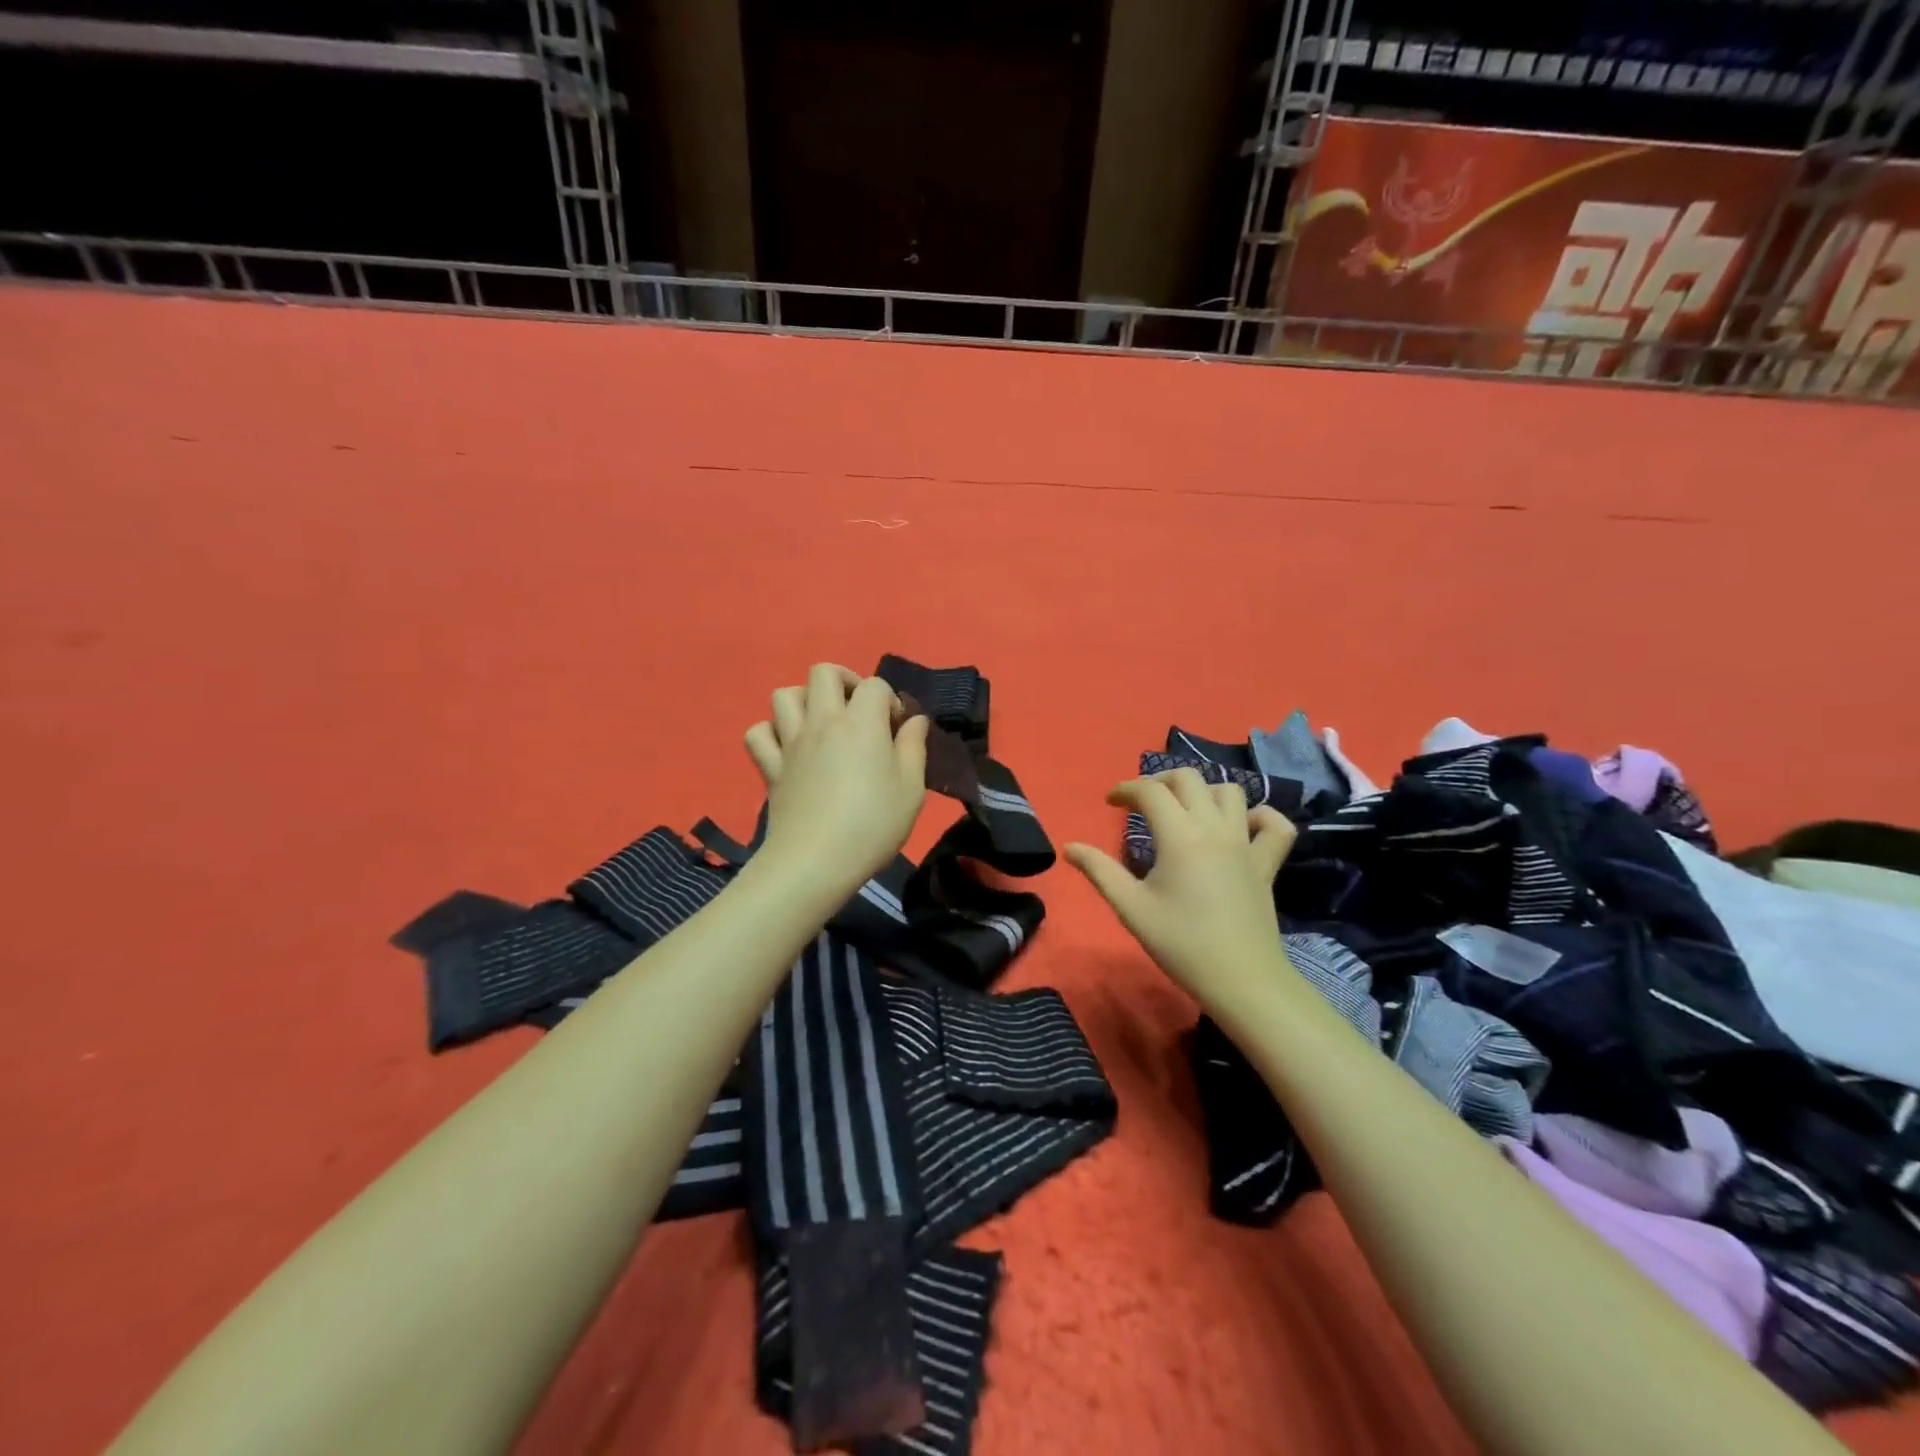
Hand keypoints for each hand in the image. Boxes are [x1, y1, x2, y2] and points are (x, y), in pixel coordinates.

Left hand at [743, 664, 930, 897]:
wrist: (815, 862)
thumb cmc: (872, 825)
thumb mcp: (912, 789)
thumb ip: (914, 748)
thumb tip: (914, 720)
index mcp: (861, 723)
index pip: (875, 685)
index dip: (890, 701)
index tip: (898, 731)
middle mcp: (822, 721)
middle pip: (823, 672)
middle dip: (845, 681)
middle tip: (859, 712)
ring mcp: (790, 742)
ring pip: (784, 695)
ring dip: (804, 700)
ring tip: (822, 724)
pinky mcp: (770, 767)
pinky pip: (758, 733)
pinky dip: (771, 733)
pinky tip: (788, 748)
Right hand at [1066, 768, 1297, 1017]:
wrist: (1241, 980)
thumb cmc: (1181, 943)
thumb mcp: (1131, 908)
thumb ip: (1099, 871)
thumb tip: (1069, 847)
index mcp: (1180, 836)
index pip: (1150, 791)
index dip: (1126, 790)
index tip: (1110, 803)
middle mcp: (1215, 828)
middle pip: (1189, 779)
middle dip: (1160, 780)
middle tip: (1143, 802)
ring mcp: (1246, 843)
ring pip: (1230, 791)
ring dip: (1203, 791)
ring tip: (1184, 810)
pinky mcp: (1267, 863)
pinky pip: (1274, 824)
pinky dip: (1259, 816)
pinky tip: (1241, 827)